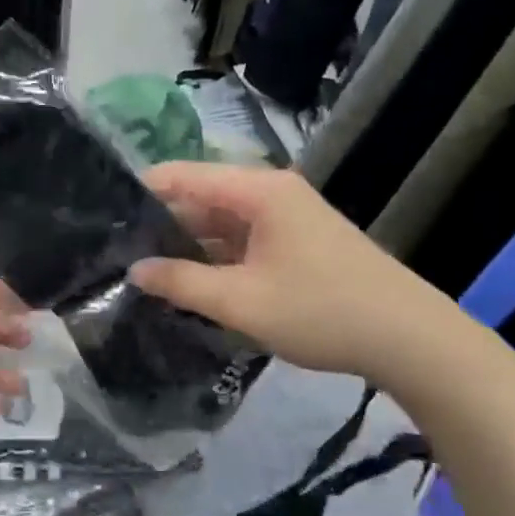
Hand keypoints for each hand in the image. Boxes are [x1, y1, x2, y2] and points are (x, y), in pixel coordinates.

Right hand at [130, 162, 448, 379]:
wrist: (411, 340)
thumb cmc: (322, 311)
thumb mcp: (241, 302)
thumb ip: (181, 283)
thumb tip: (134, 270)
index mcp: (257, 190)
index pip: (181, 176)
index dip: (140, 193)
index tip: (102, 219)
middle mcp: (270, 192)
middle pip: (199, 196)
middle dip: (160, 223)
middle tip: (116, 252)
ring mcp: (286, 216)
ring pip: (220, 221)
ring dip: (187, 243)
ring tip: (143, 267)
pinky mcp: (296, 240)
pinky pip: (242, 238)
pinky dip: (215, 256)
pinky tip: (189, 280)